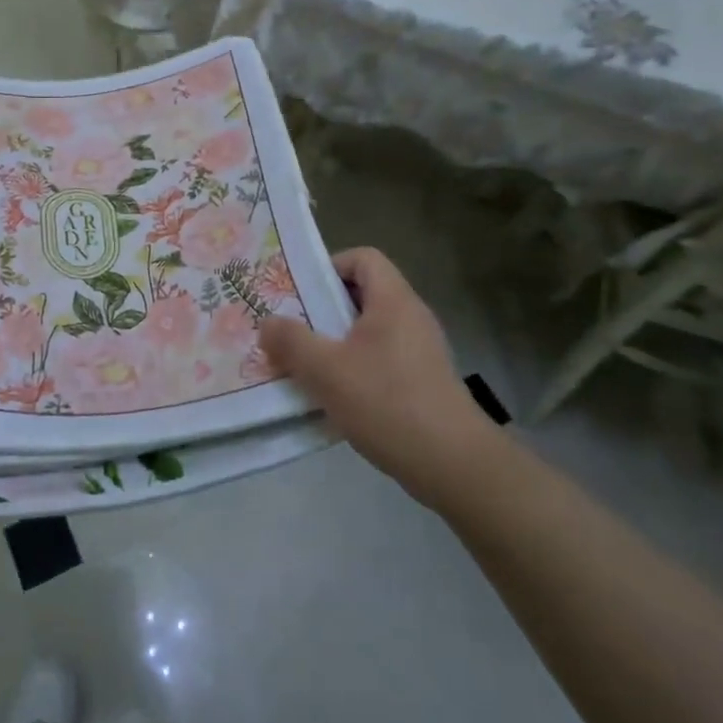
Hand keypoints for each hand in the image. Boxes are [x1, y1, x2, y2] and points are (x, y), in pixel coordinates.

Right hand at [261, 248, 493, 496]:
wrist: (454, 464)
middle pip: (362, 295)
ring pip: (369, 332)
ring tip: (304, 366)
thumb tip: (268, 323)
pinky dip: (354, 369)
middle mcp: (411, 317)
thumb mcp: (326, 370)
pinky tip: (334, 398)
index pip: (363, 258)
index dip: (329, 266)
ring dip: (335, 344)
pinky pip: (381, 360)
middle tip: (290, 329)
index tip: (300, 293)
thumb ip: (291, 341)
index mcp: (393, 301)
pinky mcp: (423, 382)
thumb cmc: (387, 403)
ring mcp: (421, 351)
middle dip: (322, 310)